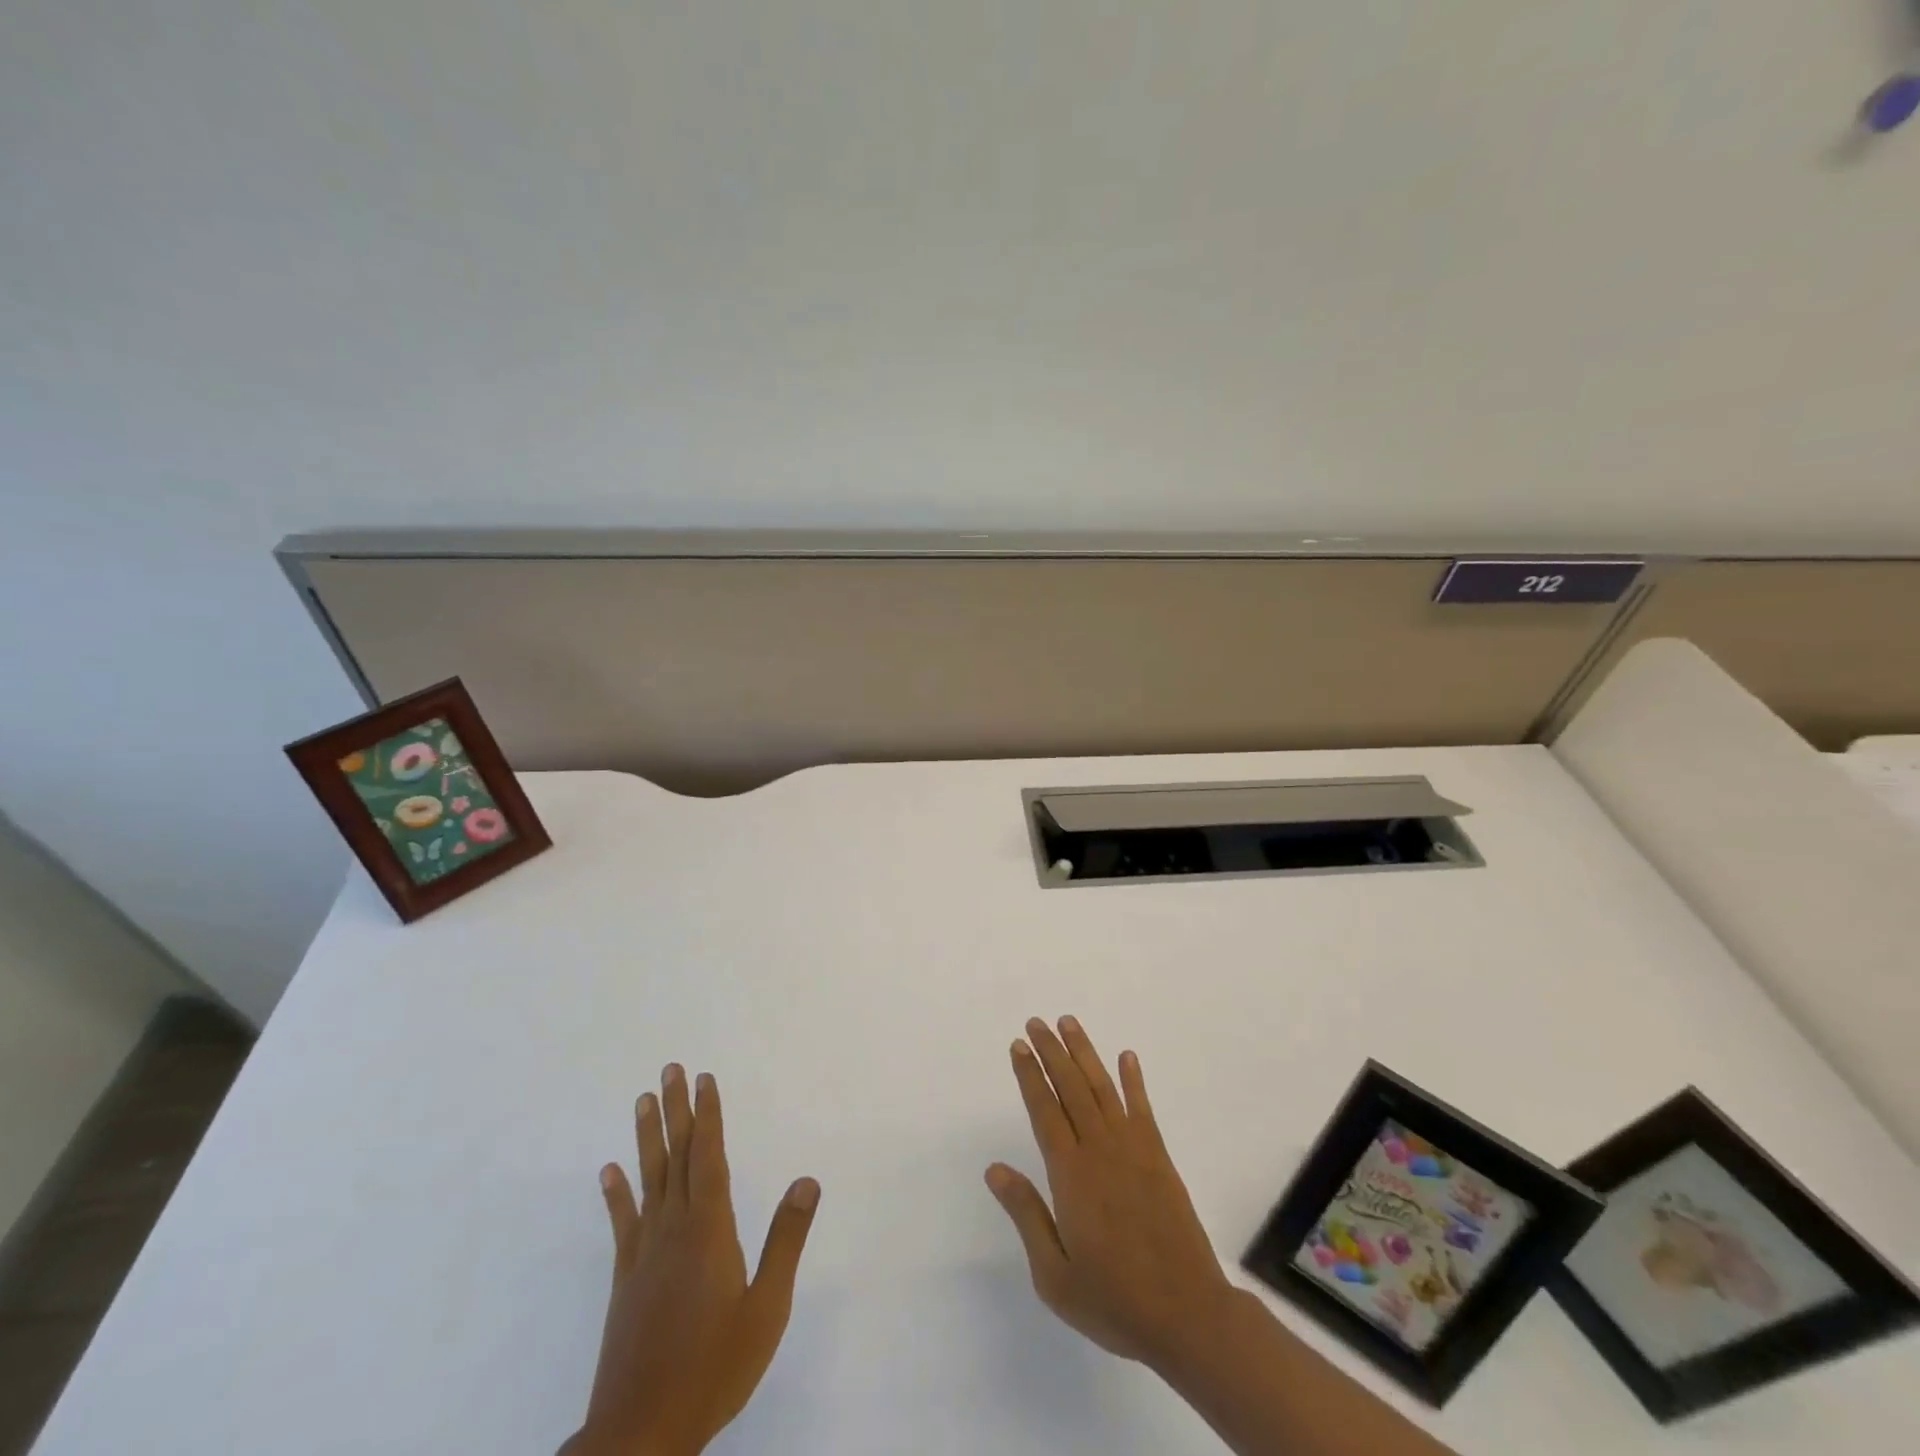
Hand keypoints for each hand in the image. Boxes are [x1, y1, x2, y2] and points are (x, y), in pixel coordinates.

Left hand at [564, 1065, 820, 1455]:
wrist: (640, 1434)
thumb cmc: (714, 1368)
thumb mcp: (766, 1308)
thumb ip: (786, 1240)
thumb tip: (807, 1179)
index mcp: (710, 1230)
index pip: (710, 1157)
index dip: (709, 1115)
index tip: (705, 1078)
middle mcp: (674, 1229)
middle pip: (677, 1156)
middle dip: (676, 1110)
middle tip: (670, 1069)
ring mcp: (644, 1253)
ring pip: (648, 1180)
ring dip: (646, 1138)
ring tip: (642, 1100)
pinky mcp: (625, 1279)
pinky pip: (623, 1224)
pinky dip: (616, 1195)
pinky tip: (608, 1172)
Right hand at [985, 1016, 1237, 1370]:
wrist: (1188, 1316)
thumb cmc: (1114, 1301)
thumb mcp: (1055, 1275)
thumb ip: (1026, 1215)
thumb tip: (994, 1169)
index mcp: (1071, 1175)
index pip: (1044, 1110)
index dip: (1030, 1075)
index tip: (1019, 1046)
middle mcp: (1100, 1150)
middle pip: (1071, 1088)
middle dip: (1051, 1052)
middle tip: (1036, 1022)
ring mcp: (1134, 1150)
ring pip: (1103, 1088)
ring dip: (1084, 1053)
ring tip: (1069, 1023)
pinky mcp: (1159, 1159)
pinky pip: (1143, 1108)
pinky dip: (1134, 1080)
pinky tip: (1127, 1057)